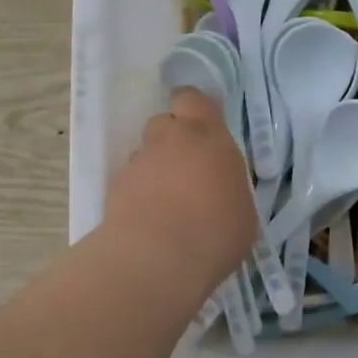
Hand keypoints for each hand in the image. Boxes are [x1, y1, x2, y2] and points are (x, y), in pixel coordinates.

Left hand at [104, 87, 254, 292]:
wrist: (158, 258)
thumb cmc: (216, 231)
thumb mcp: (243, 209)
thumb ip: (228, 186)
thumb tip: (220, 189)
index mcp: (207, 135)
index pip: (192, 98)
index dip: (193, 107)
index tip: (201, 126)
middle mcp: (168, 140)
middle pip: (163, 122)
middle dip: (172, 139)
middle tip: (186, 167)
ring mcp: (138, 163)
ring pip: (145, 153)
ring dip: (154, 167)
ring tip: (167, 201)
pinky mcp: (114, 189)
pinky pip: (130, 181)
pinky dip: (138, 193)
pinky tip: (150, 219)